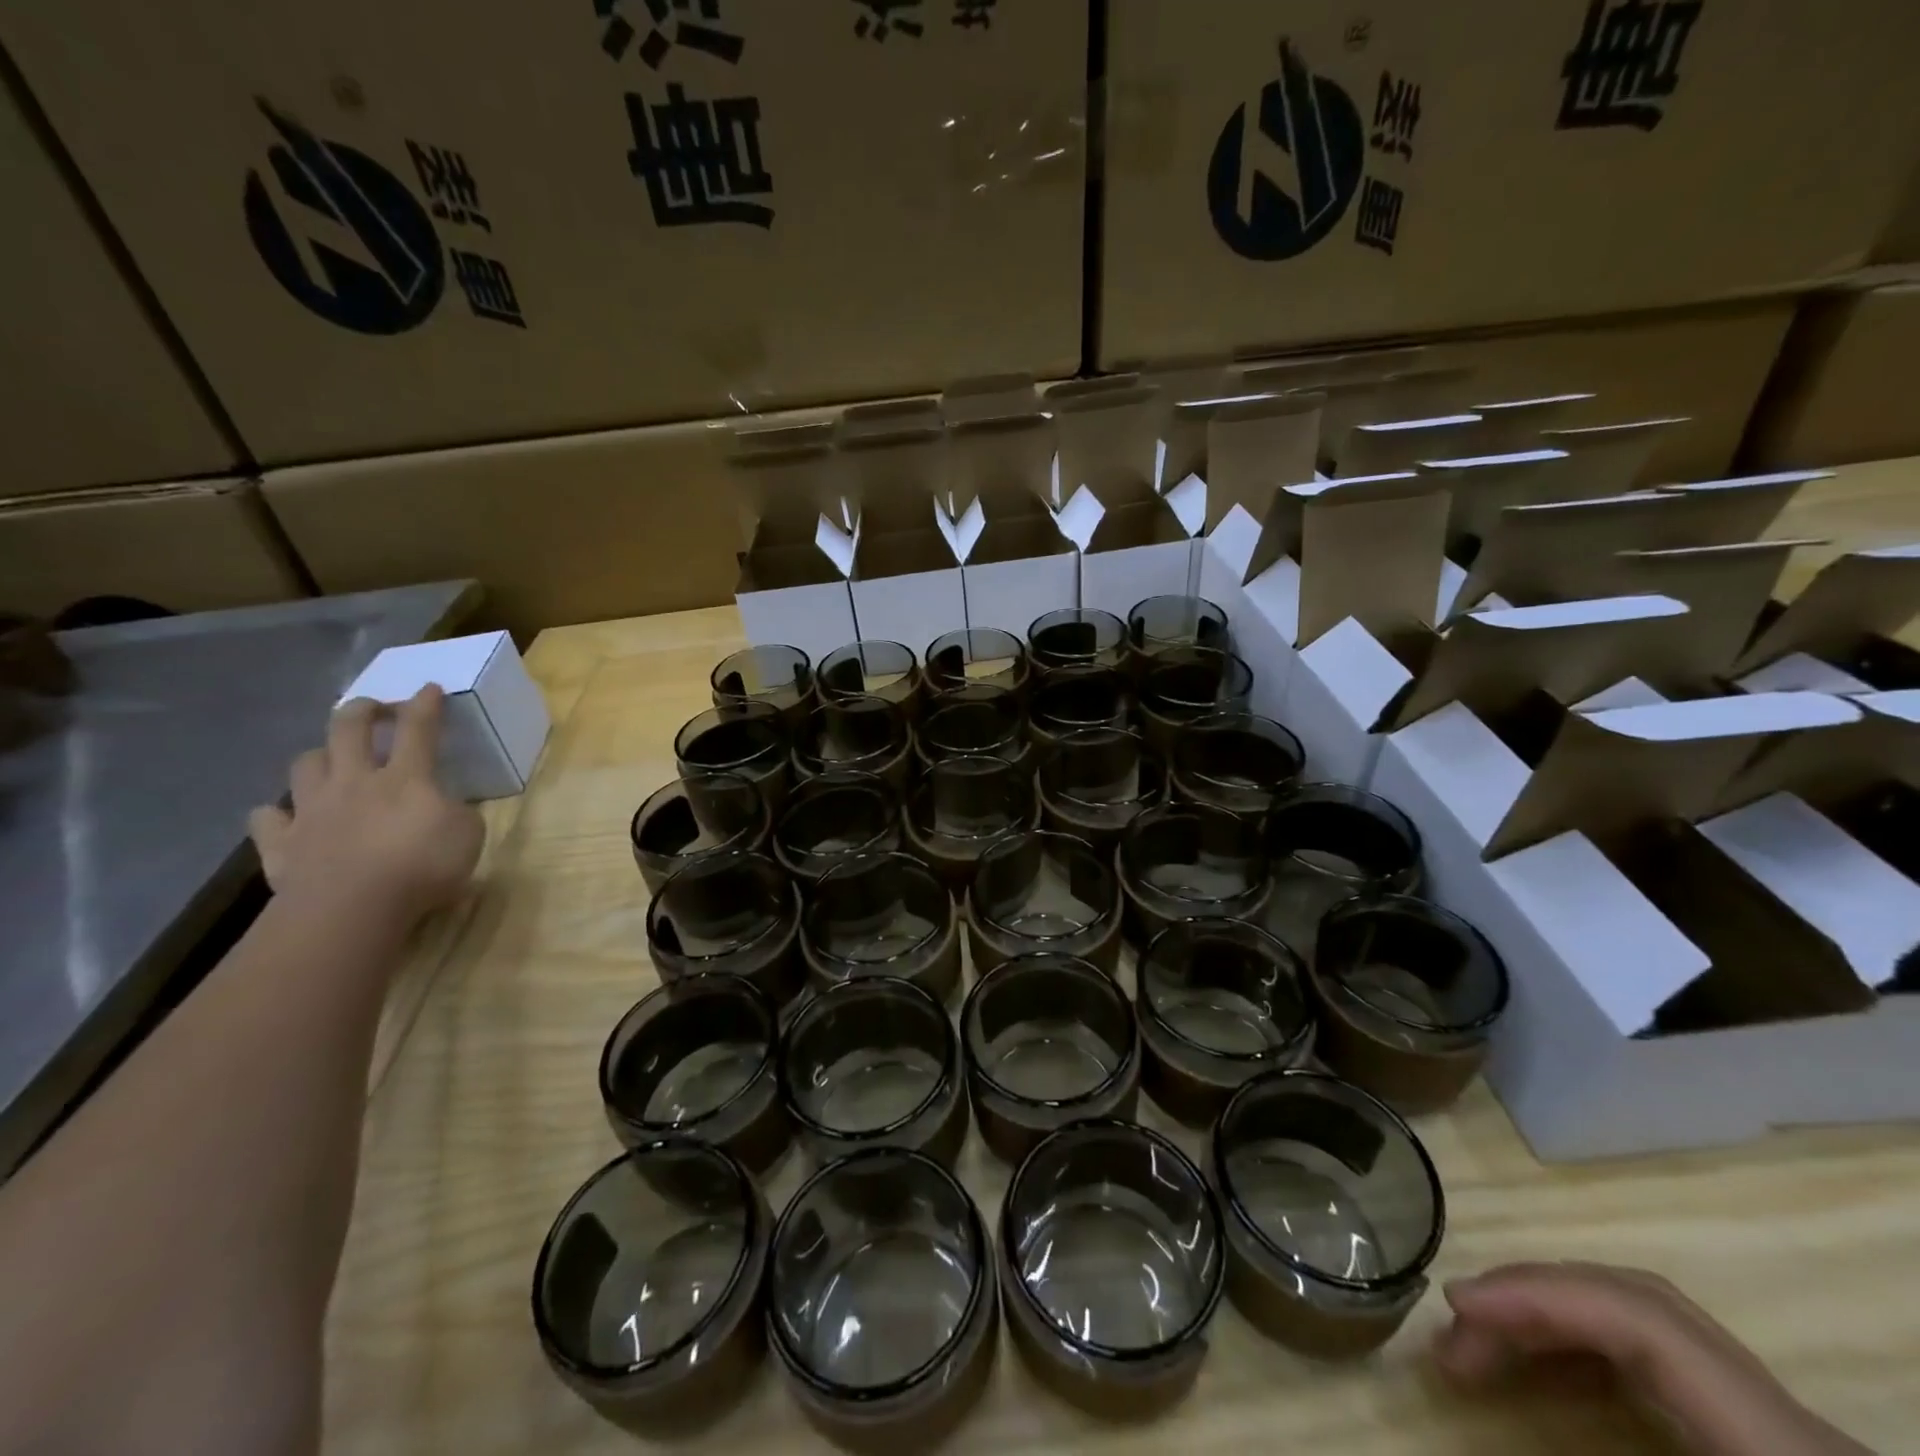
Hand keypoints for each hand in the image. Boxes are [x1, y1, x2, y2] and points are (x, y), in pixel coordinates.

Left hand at [249, 686, 484, 929]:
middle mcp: (355, 782)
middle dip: (362, 711)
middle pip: (349, 729)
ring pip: (305, 764)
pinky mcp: (282, 843)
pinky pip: (267, 818)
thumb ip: (457, 813)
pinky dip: (276, 814)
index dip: (425, 704)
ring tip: (331, 761)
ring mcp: (313, 810)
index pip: (418, 729)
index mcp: (406, 777)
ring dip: (320, 756)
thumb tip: (444, 806)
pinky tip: (286, 817)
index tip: (428, 688)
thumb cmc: (422, 867)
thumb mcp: (468, 835)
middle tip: (374, 709)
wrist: (351, 908)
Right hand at [1433, 1263, 1870, 1454]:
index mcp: (1777, 1439)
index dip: (1538, 1296)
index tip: (1455, 1302)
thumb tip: (1501, 1429)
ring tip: (1481, 1341)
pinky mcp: (1765, 1434)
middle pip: (1633, 1300)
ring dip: (1549, 1315)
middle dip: (1528, 1298)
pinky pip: (1661, 1357)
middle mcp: (1781, 1410)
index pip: (1640, 1318)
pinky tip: (1544, 1365)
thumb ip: (1601, 1450)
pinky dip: (1588, 1347)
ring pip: (1643, 1315)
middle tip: (1455, 1328)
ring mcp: (1776, 1418)